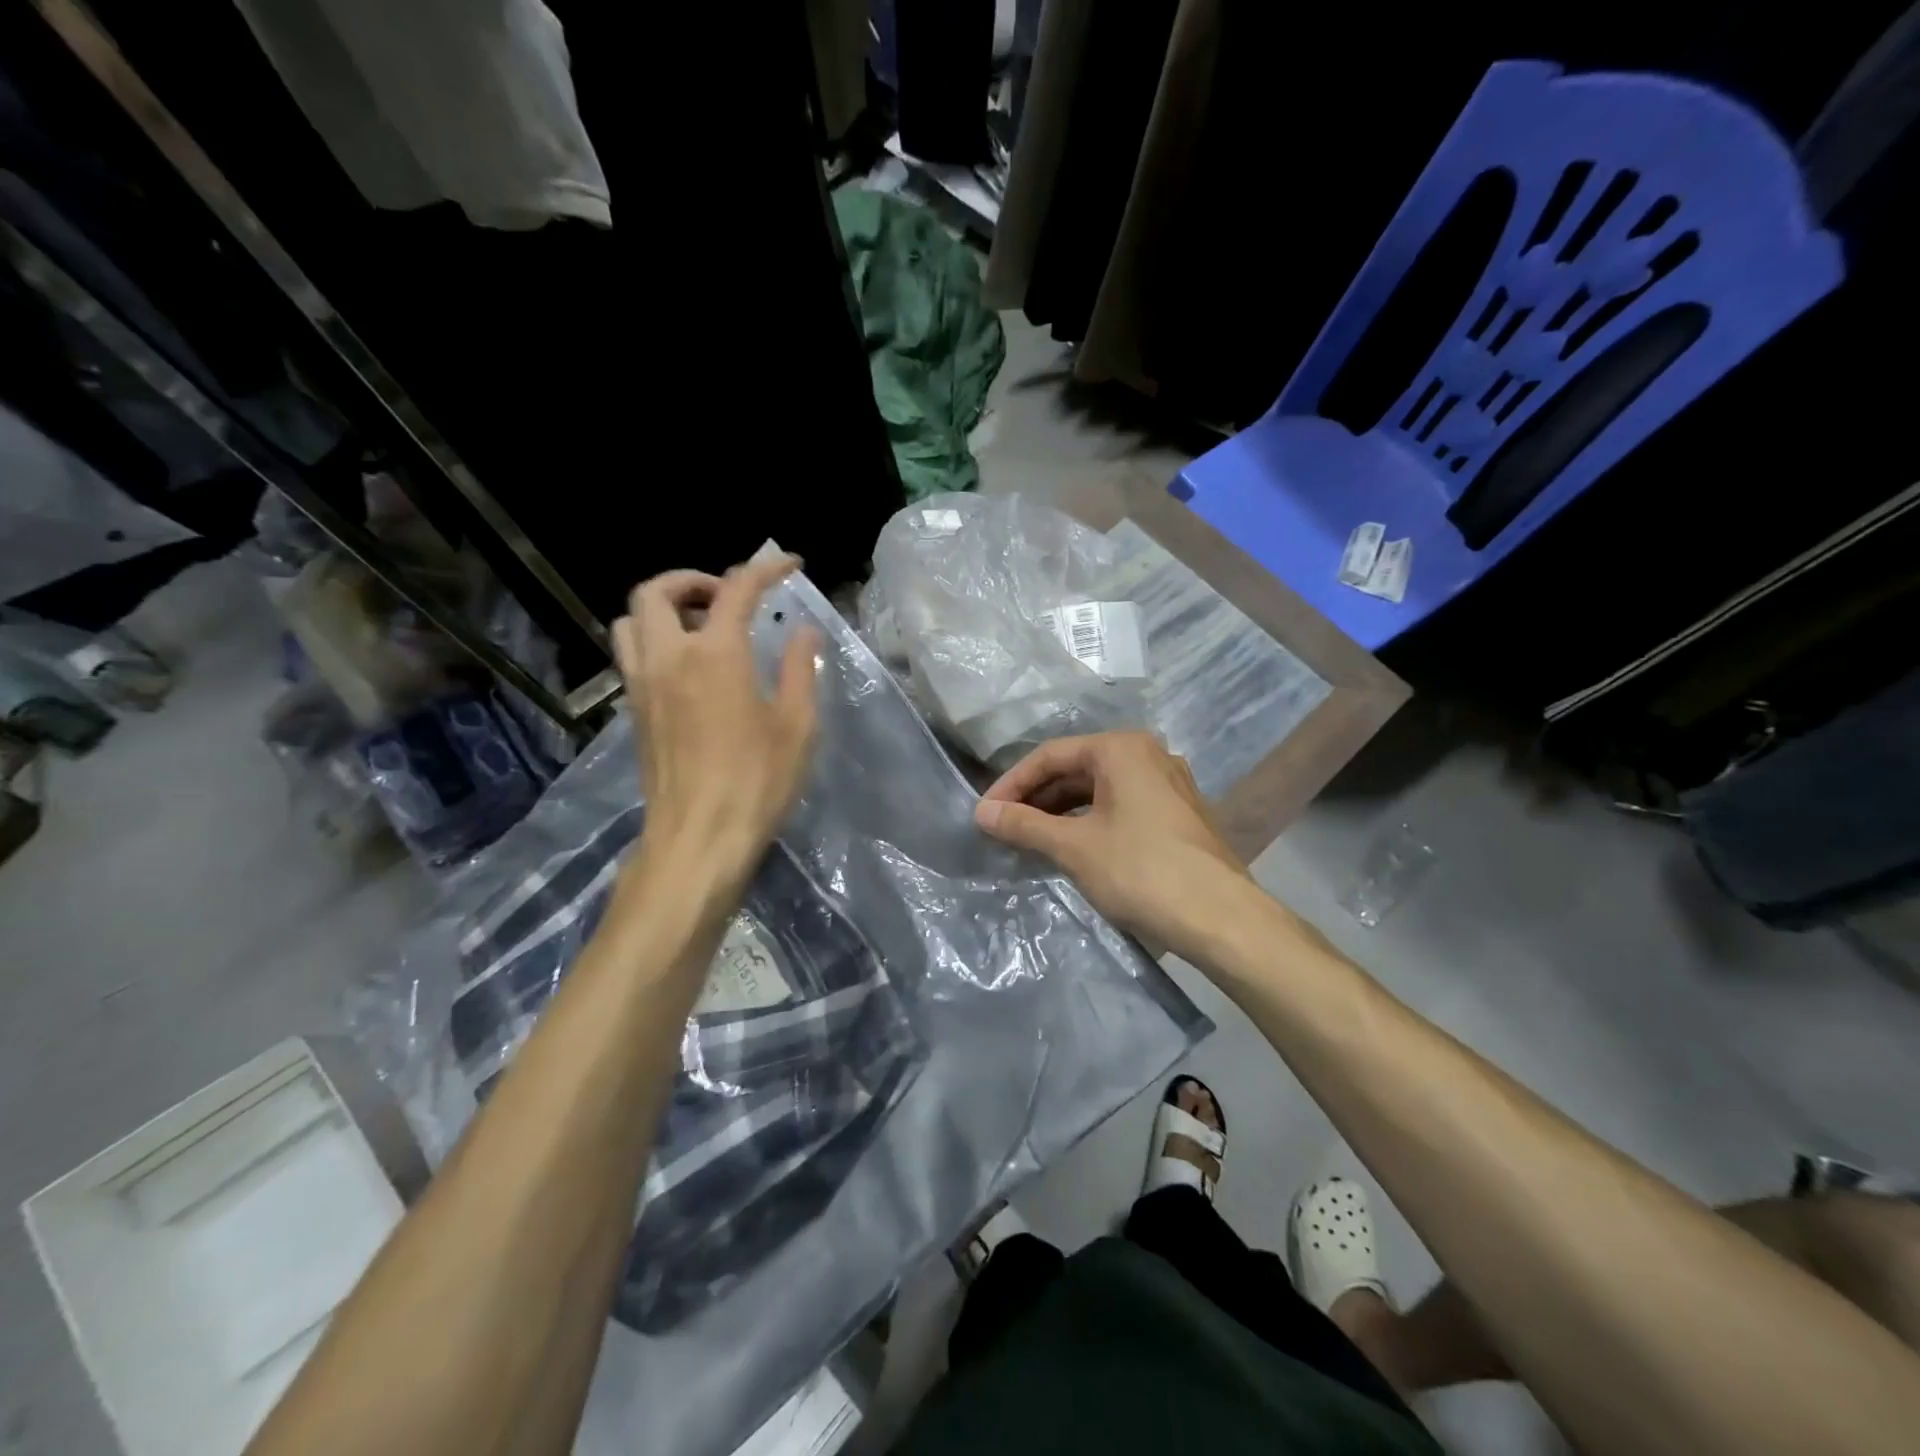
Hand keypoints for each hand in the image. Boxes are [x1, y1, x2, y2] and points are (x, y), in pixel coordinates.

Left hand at [613, 555, 820, 894]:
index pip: (737, 589)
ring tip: (700, 625)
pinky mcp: (634, 712)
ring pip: (631, 619)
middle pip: (656, 590)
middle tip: (728, 596)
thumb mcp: (796, 725)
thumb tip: (803, 632)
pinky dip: (653, 639)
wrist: (698, 839)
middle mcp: (669, 657)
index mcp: (715, 654)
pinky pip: (631, 653)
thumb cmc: (757, 781)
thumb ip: (800, 669)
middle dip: (693, 578)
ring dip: (663, 607)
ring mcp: (643, 685)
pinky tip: (687, 667)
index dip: (765, 568)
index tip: (789, 564)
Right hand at [974, 732, 1253, 957]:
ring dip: (1060, 811)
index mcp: (1121, 748)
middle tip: (1003, 826)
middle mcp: (1147, 754)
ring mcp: (1167, 784)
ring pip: (1099, 789)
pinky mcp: (1177, 813)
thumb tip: (981, 813)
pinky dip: (1089, 821)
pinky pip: (1120, 805)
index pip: (1051, 755)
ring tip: (1029, 838)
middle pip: (1076, 768)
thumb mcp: (1074, 847)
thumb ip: (1024, 825)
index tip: (984, 813)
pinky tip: (1070, 846)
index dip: (1012, 783)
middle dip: (1036, 797)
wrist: (1222, 918)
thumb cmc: (1141, 871)